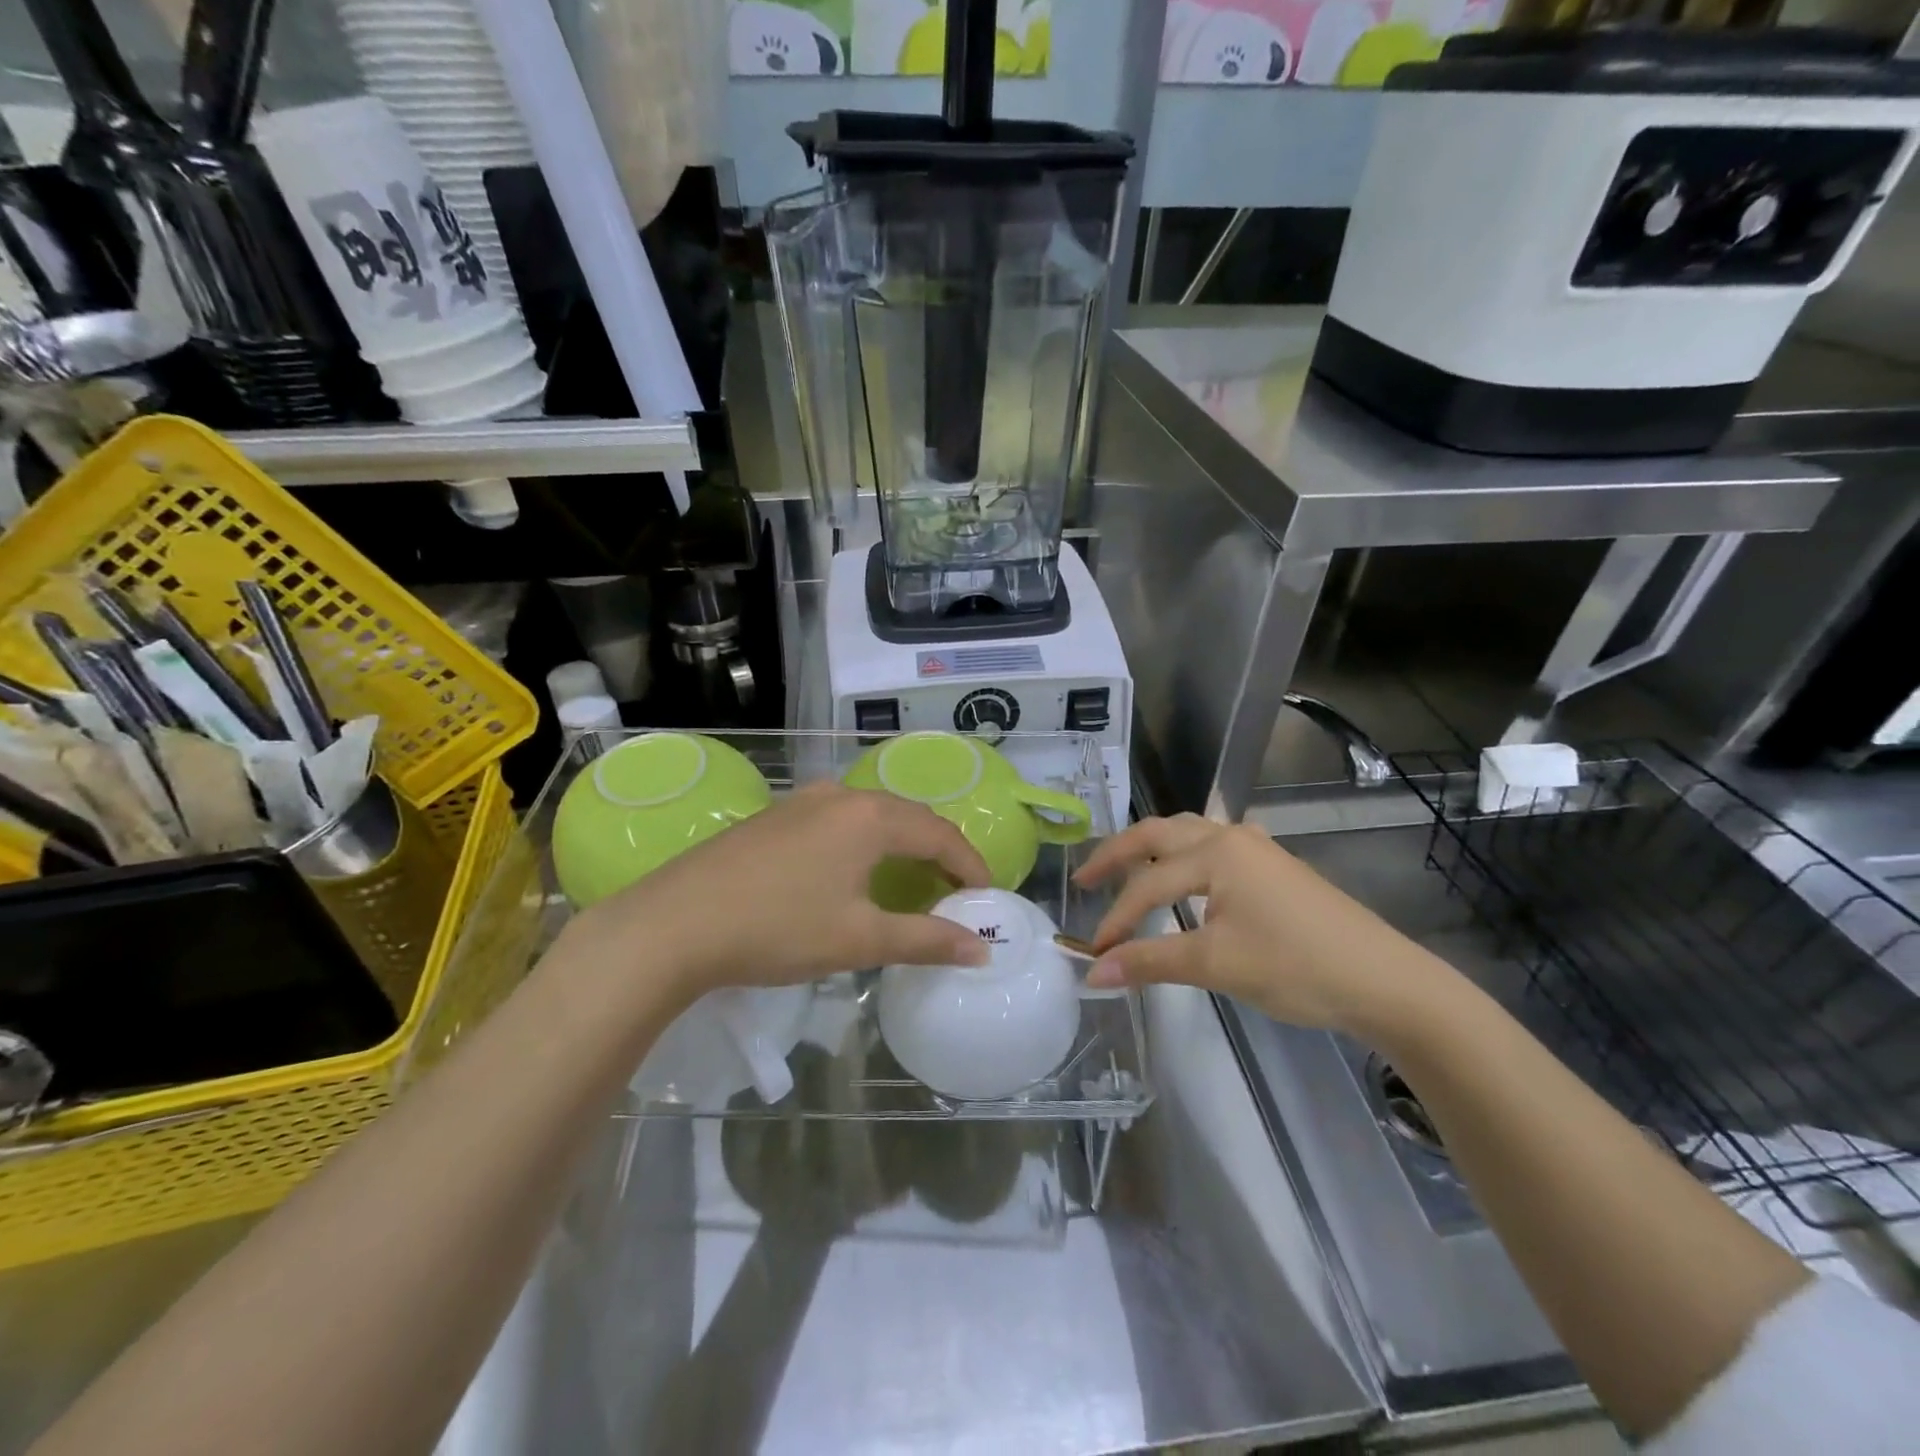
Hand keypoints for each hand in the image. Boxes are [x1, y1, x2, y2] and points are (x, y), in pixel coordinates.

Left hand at [561, 783, 990, 1003]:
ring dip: (901, 847)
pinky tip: (855, 873)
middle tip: (956, 893)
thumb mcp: (860, 939)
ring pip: (872, 817)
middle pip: (909, 818)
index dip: (970, 866)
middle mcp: (841, 795)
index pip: (940, 834)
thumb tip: (981, 950)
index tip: (987, 899)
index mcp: (870, 817)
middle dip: (939, 853)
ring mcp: (803, 801)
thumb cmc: (778, 929)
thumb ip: (926, 940)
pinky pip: (840, 821)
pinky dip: (866, 844)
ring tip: (913, 883)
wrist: (674, 924)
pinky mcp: (776, 816)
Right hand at [1073, 814, 1447, 1035]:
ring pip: (1188, 833)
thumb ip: (1150, 962)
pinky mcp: (1274, 866)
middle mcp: (1231, 837)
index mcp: (1215, 852)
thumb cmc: (1296, 967)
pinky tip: (1187, 873)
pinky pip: (1213, 846)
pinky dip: (1183, 855)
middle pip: (1158, 833)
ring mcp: (1257, 848)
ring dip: (1151, 848)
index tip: (1093, 952)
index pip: (1148, 884)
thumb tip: (1093, 973)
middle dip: (1117, 854)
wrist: (1385, 982)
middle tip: (1084, 879)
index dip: (1116, 919)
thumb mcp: (1216, 965)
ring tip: (1125, 870)